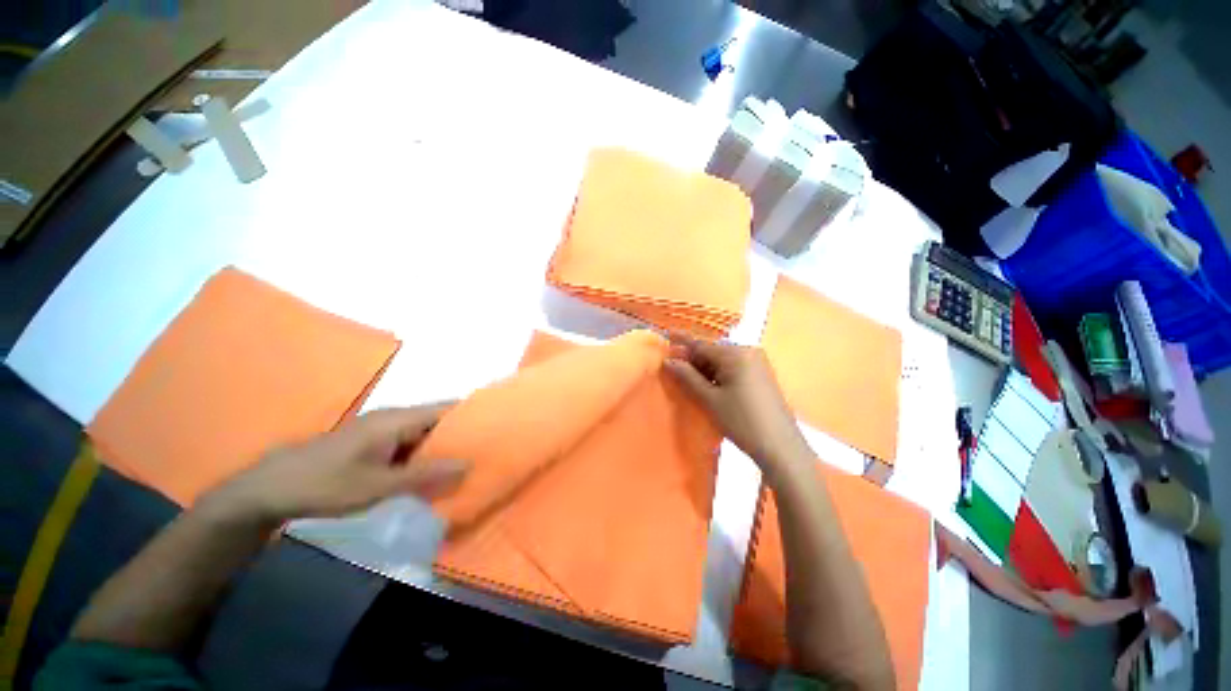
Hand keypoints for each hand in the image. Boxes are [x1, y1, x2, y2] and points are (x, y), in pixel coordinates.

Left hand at [207, 404, 469, 522]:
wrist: (271, 488)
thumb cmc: (325, 483)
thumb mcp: (377, 485)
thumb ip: (424, 475)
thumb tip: (468, 465)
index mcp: (398, 419)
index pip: (447, 409)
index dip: (473, 414)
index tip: (497, 426)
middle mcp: (395, 418)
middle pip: (439, 420)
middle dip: (463, 434)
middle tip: (488, 450)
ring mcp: (384, 431)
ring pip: (426, 434)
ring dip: (445, 447)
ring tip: (470, 462)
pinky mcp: (376, 444)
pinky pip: (411, 444)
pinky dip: (426, 456)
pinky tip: (436, 473)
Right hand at [665, 338, 811, 472]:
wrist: (781, 448)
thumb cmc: (742, 421)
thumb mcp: (710, 399)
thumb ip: (688, 377)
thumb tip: (669, 360)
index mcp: (736, 354)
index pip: (702, 345)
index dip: (682, 342)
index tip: (667, 335)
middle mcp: (748, 352)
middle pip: (712, 352)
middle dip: (693, 359)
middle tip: (672, 367)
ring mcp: (757, 364)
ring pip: (722, 361)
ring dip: (704, 369)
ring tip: (686, 379)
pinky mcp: (761, 376)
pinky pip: (733, 369)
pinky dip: (718, 375)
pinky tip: (707, 385)